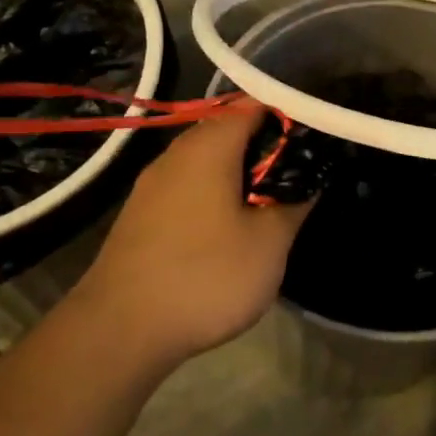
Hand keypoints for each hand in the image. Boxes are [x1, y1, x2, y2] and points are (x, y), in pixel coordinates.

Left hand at [61, 101, 310, 365]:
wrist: (119, 331)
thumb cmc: (205, 276)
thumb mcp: (269, 242)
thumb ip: (294, 201)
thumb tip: (309, 177)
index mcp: (209, 146)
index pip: (254, 104)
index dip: (289, 114)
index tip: (317, 136)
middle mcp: (176, 154)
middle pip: (229, 130)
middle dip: (267, 147)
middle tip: (301, 174)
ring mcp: (153, 185)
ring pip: (208, 162)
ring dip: (241, 174)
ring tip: (272, 203)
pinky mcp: (142, 216)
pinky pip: (189, 188)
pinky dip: (216, 195)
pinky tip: (231, 229)